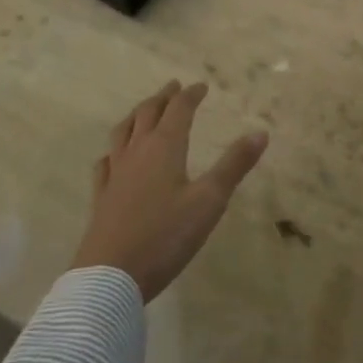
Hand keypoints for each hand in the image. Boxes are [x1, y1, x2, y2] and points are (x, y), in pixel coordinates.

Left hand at [72, 81, 268, 301]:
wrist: (111, 275)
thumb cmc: (165, 236)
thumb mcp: (209, 201)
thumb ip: (234, 165)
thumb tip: (260, 133)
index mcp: (165, 147)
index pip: (179, 109)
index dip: (191, 95)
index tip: (201, 86)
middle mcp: (137, 152)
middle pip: (148, 113)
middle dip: (163, 98)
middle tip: (174, 87)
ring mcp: (115, 173)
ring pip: (124, 131)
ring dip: (137, 115)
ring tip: (144, 110)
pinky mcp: (101, 196)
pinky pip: (106, 162)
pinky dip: (114, 150)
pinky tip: (113, 156)